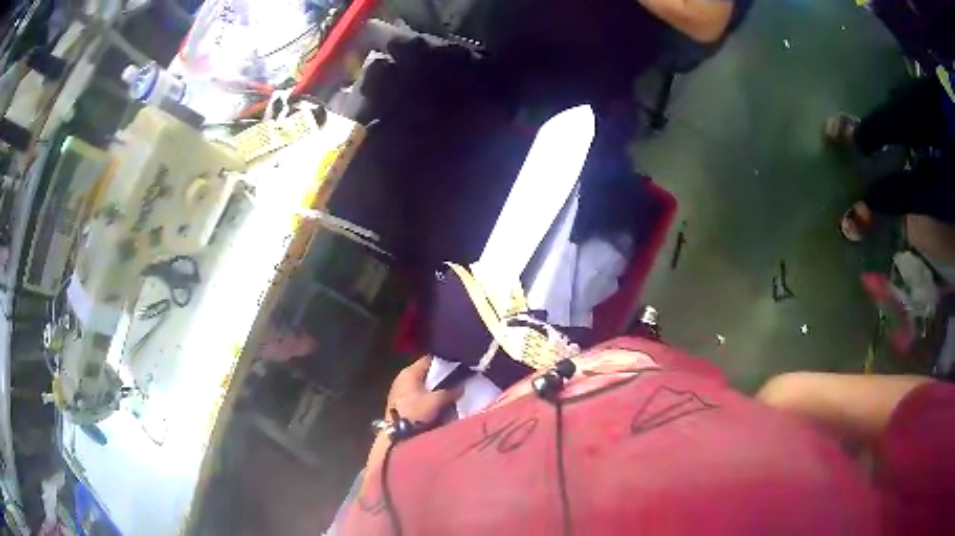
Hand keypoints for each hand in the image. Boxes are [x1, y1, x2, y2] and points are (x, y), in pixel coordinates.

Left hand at [385, 356, 463, 426]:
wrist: (397, 435)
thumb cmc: (415, 412)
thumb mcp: (436, 401)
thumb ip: (450, 391)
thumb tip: (462, 386)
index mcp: (409, 372)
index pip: (429, 359)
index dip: (444, 361)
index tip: (458, 365)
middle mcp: (402, 378)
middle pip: (425, 372)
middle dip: (440, 377)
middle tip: (456, 380)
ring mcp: (399, 391)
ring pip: (422, 384)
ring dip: (433, 388)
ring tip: (449, 393)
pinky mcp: (400, 403)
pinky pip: (417, 395)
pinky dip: (427, 397)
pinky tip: (436, 404)